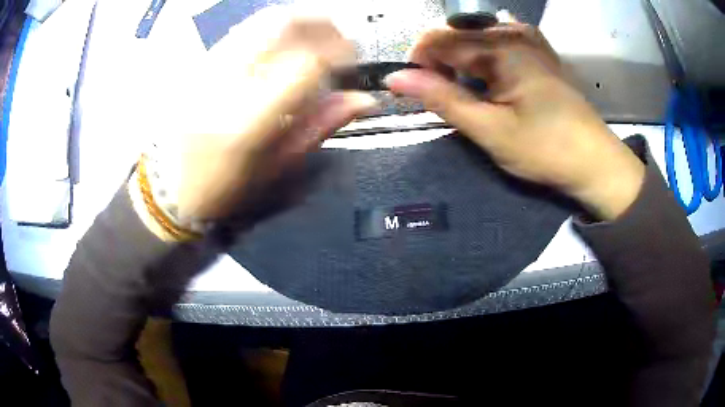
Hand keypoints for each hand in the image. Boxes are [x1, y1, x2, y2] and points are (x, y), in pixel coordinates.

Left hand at [152, 11, 376, 222]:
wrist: (169, 187)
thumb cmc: (223, 189)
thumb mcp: (276, 168)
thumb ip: (320, 126)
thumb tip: (363, 101)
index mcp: (247, 122)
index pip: (306, 64)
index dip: (339, 54)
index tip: (352, 64)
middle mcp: (225, 85)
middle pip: (283, 24)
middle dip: (323, 24)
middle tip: (339, 41)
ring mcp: (208, 69)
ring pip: (262, 20)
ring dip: (300, 22)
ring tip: (315, 40)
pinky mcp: (200, 64)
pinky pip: (244, 30)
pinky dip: (273, 30)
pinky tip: (283, 46)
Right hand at [385, 23, 644, 220]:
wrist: (595, 161)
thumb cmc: (547, 149)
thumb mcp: (490, 130)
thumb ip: (443, 99)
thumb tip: (395, 78)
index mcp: (500, 47)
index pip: (437, 39)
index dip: (417, 63)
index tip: (415, 92)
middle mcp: (513, 32)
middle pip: (455, 34)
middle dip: (440, 64)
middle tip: (447, 100)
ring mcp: (529, 38)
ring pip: (474, 37)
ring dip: (461, 62)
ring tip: (471, 94)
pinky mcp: (538, 50)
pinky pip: (497, 42)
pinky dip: (484, 59)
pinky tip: (492, 80)